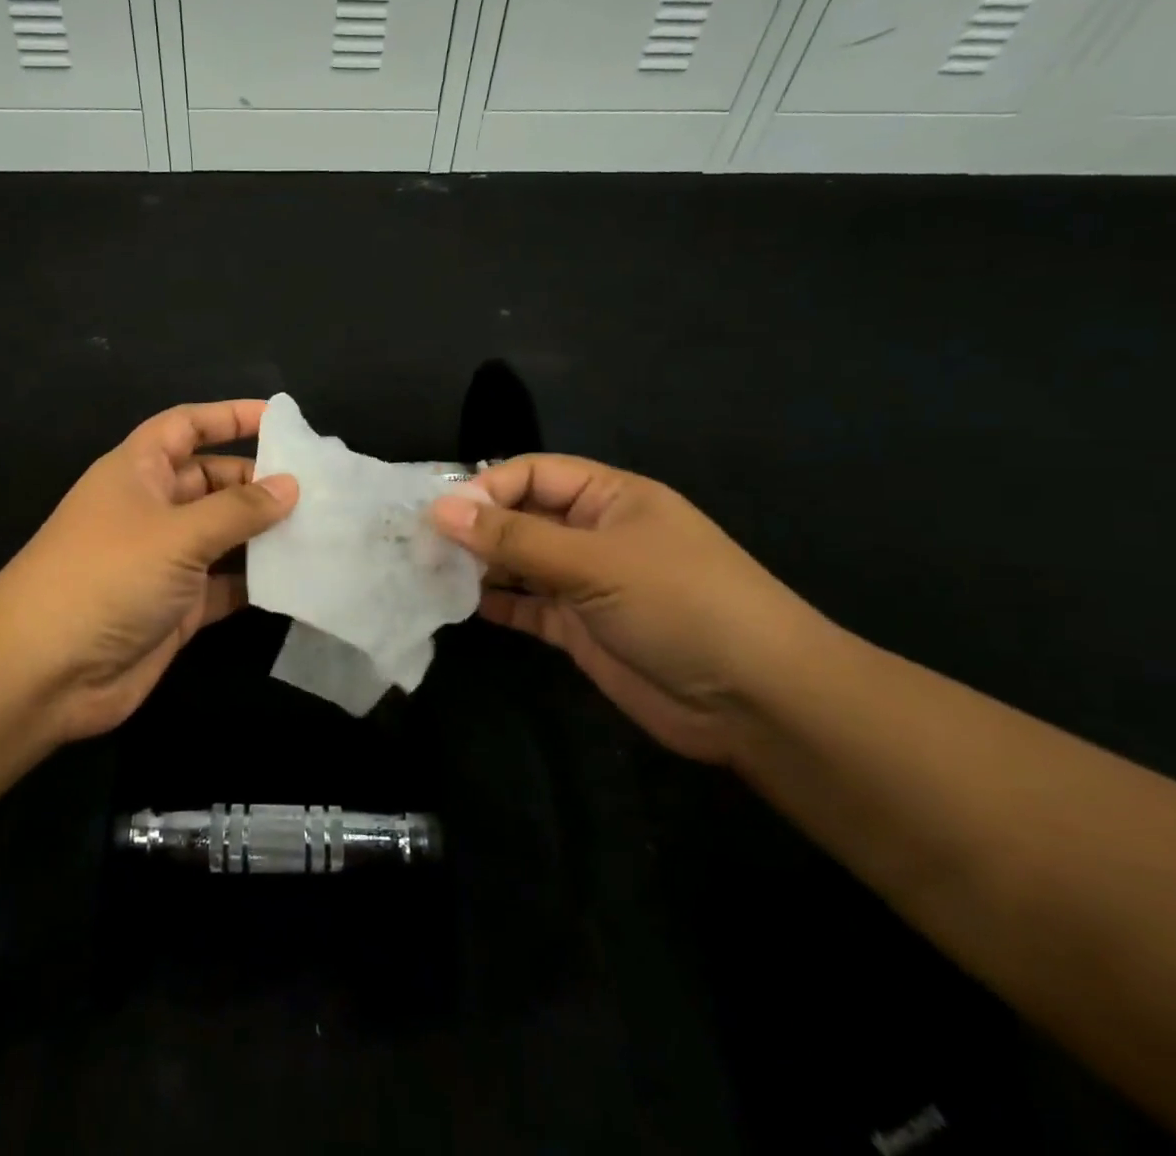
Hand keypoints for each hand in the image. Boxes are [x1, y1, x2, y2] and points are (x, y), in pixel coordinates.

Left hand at [0, 400, 297, 743]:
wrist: (43, 673)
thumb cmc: (107, 577)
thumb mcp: (177, 533)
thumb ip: (238, 509)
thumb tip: (290, 485)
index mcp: (137, 471)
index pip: (186, 426)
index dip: (229, 416)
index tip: (280, 418)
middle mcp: (151, 509)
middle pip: (212, 481)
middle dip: (258, 481)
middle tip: (317, 489)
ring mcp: (163, 561)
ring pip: (223, 535)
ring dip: (264, 533)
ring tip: (321, 529)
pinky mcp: (176, 607)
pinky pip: (225, 584)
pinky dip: (255, 581)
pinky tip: (298, 578)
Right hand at [430, 455, 825, 763]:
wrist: (756, 701)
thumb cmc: (680, 604)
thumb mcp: (594, 561)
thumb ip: (514, 538)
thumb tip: (440, 509)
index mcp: (609, 498)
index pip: (533, 474)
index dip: (486, 487)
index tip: (439, 513)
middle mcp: (594, 534)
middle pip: (522, 517)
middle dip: (475, 527)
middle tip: (420, 544)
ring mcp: (587, 583)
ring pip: (520, 563)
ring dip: (480, 566)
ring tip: (428, 572)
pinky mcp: (580, 629)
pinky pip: (528, 607)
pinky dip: (497, 604)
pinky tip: (460, 604)